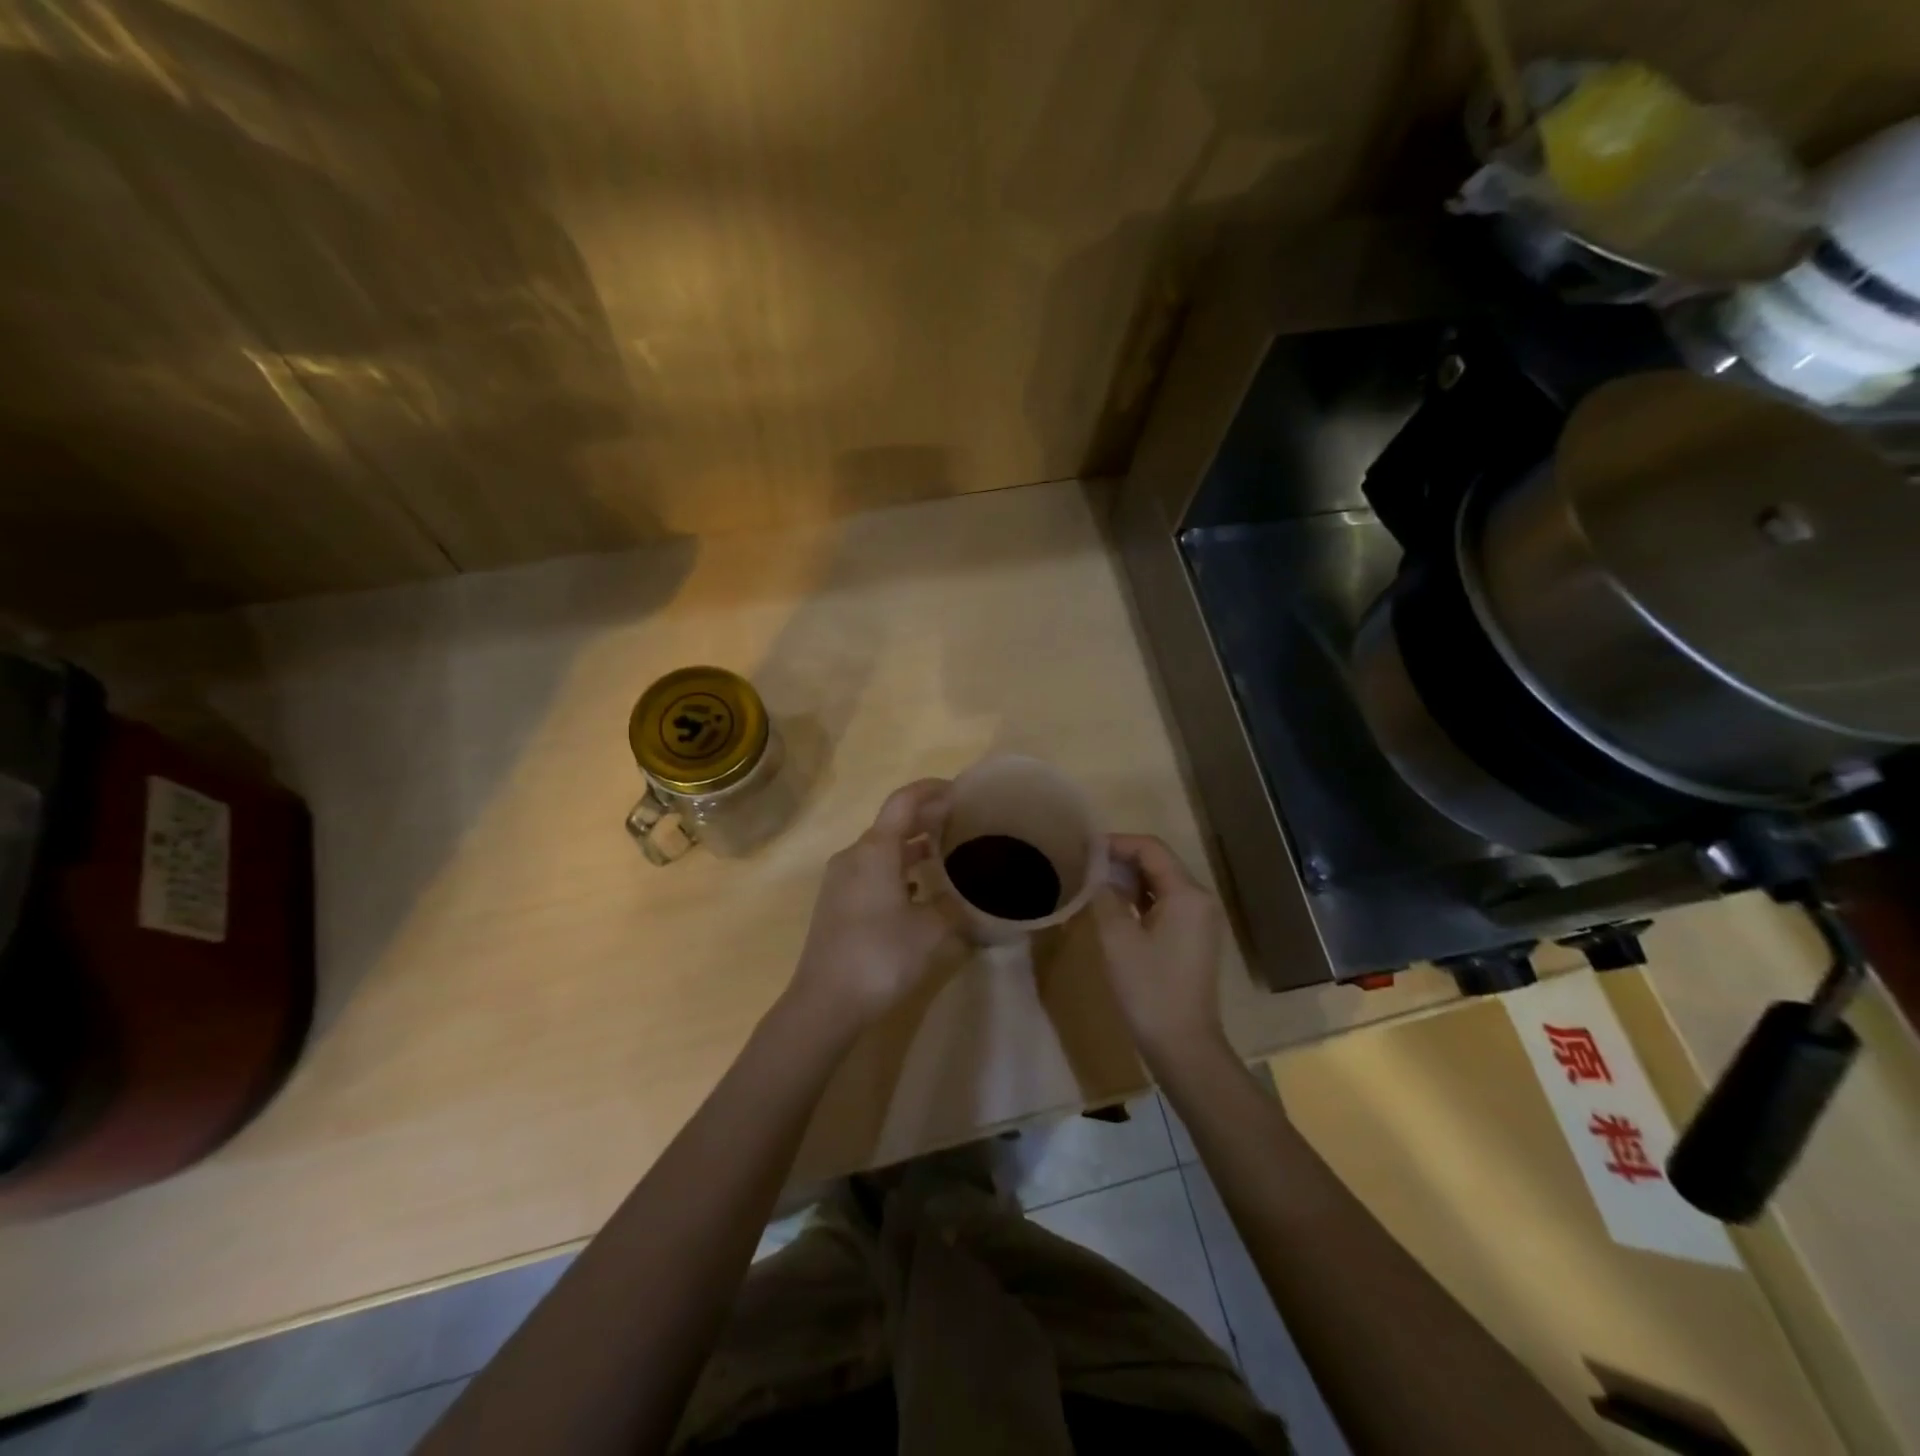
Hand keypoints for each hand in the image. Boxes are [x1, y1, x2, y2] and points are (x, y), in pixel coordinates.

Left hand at [786, 778, 957, 1033]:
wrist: (825, 1002)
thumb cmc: (880, 956)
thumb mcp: (931, 930)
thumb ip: (953, 905)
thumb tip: (968, 898)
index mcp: (875, 850)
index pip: (904, 802)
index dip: (932, 789)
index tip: (961, 790)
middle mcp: (854, 855)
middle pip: (893, 823)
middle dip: (927, 818)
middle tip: (962, 822)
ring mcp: (841, 879)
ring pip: (882, 849)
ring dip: (912, 846)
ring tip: (946, 854)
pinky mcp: (837, 902)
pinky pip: (872, 870)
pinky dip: (898, 868)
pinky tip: (918, 889)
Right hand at [1091, 834, 1228, 1067]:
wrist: (1183, 1045)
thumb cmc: (1149, 989)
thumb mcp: (1117, 938)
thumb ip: (1105, 896)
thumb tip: (1096, 871)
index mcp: (1187, 893)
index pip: (1150, 848)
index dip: (1116, 843)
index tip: (1082, 848)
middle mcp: (1199, 899)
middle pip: (1158, 862)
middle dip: (1120, 859)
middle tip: (1083, 864)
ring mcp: (1200, 920)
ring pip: (1161, 883)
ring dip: (1128, 879)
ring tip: (1092, 882)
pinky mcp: (1193, 938)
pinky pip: (1165, 904)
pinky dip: (1140, 899)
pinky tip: (1114, 907)